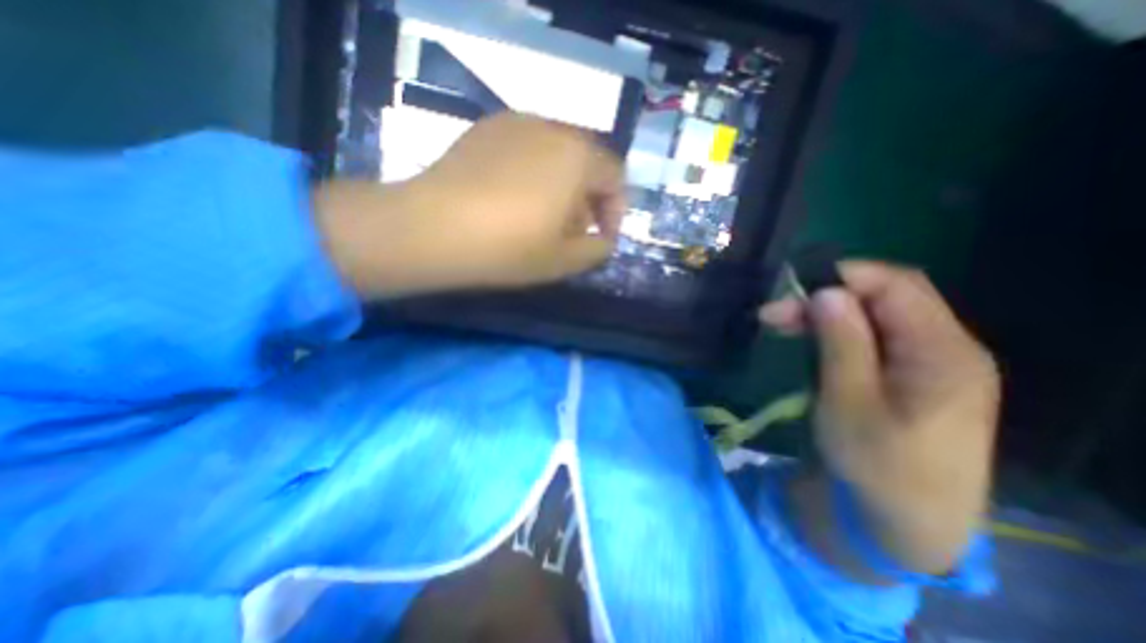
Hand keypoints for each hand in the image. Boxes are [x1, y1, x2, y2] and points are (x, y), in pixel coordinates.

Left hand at [313, 113, 624, 297]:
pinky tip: (512, 200)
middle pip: (586, 162)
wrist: (433, 228)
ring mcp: (514, 124)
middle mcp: (551, 128)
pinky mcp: (484, 131)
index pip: (615, 176)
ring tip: (542, 218)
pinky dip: (533, 174)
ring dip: (561, 186)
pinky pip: (524, 150)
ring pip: (555, 155)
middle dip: (588, 199)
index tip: (602, 237)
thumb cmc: (509, 246)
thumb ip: (598, 249)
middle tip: (573, 231)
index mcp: (578, 156)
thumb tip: (604, 239)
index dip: (615, 210)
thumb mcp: (565, 260)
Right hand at [765, 260, 999, 577]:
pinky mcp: (912, 374)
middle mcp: (947, 348)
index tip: (791, 289)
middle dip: (827, 296)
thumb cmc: (877, 465)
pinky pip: (875, 336)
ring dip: (827, 314)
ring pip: (876, 315)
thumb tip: (826, 292)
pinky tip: (810, 339)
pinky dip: (837, 331)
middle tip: (774, 314)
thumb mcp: (850, 403)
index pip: (897, 286)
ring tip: (782, 324)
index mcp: (944, 353)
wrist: (905, 520)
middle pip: (887, 297)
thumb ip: (843, 343)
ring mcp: (931, 362)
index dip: (843, 277)